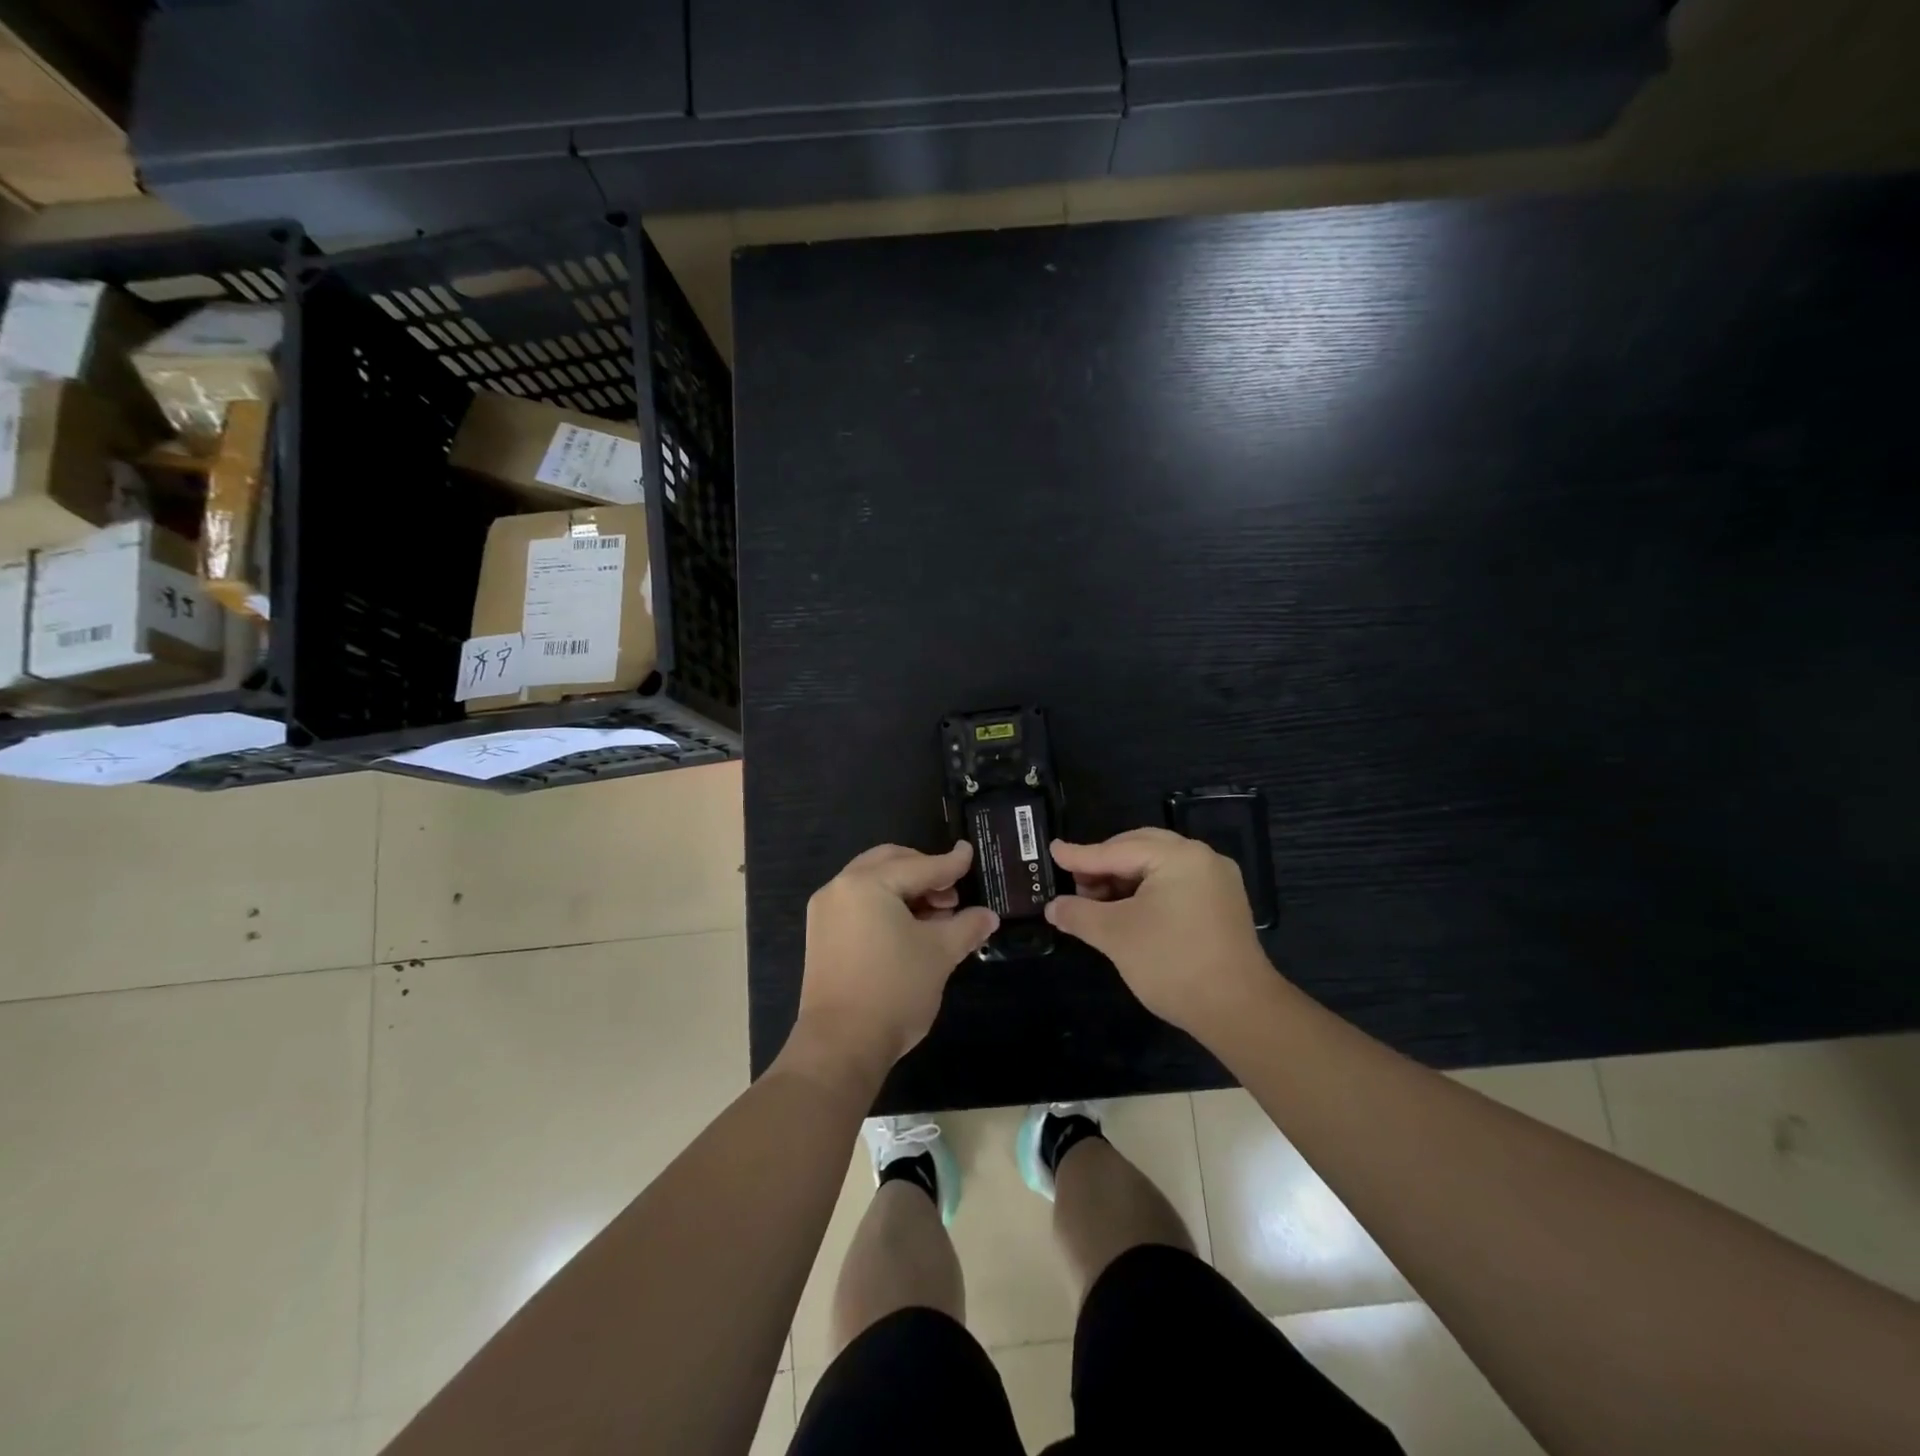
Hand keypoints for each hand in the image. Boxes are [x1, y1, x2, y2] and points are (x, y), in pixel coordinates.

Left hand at [793, 842, 998, 1082]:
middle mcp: (840, 887)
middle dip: (925, 872)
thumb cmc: (894, 990)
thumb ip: (966, 926)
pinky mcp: (822, 935)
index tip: (970, 854)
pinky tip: (909, 929)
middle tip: (952, 895)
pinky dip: (886, 905)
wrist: (840, 1045)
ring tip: (936, 916)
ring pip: (873, 883)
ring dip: (906, 889)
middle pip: (890, 864)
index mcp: (867, 883)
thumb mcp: (939, 954)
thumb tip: (988, 916)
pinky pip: (859, 904)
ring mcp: (826, 912)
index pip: (919, 866)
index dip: (950, 863)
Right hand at [1045, 828, 1271, 1038]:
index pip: (1117, 851)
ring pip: (1157, 867)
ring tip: (1096, 901)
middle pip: (1140, 849)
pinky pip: (1175, 884)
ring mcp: (1217, 881)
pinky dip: (1146, 891)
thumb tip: (1053, 907)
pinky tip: (1126, 910)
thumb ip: (1079, 913)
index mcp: (1179, 856)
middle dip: (1104, 865)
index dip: (1080, 856)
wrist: (1238, 1012)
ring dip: (1123, 879)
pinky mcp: (1222, 905)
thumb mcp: (1115, 935)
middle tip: (1075, 883)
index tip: (1053, 851)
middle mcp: (1202, 858)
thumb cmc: (1172, 963)